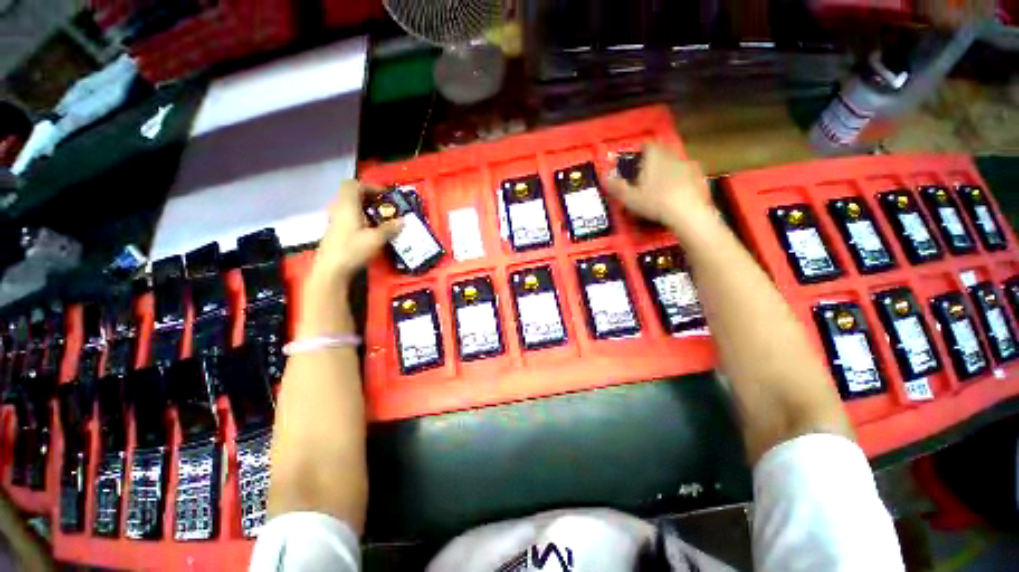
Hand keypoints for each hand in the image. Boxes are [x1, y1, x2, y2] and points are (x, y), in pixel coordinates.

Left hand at [310, 179, 400, 285]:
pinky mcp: (334, 231)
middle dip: (369, 198)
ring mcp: (334, 220)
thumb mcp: (376, 239)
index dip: (369, 186)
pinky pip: (347, 216)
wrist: (331, 269)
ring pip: (349, 206)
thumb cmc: (353, 250)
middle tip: (383, 206)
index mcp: (347, 206)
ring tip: (379, 219)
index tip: (384, 195)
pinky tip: (369, 230)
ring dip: (364, 208)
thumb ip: (390, 228)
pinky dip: (359, 217)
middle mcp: (338, 209)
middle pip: (351, 194)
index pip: (353, 184)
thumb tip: (403, 221)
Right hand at [604, 143, 713, 228]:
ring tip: (659, 186)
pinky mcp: (699, 177)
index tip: (634, 162)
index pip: (647, 145)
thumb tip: (604, 176)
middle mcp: (672, 156)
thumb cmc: (654, 202)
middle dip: (653, 161)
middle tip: (644, 176)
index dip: (640, 151)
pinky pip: (686, 174)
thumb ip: (616, 186)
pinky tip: (675, 194)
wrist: (687, 212)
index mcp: (655, 157)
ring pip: (674, 162)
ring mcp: (687, 165)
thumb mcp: (630, 197)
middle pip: (661, 152)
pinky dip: (680, 180)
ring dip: (666, 170)